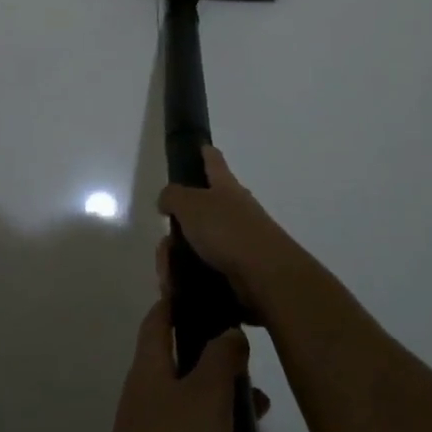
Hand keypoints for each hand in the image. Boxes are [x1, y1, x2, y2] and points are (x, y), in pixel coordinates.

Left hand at [87, 297, 246, 431]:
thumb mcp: (204, 396)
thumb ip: (220, 358)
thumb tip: (227, 330)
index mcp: (152, 372)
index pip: (159, 321)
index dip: (178, 301)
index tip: (210, 291)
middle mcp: (156, 405)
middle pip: (195, 378)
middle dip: (233, 383)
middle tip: (264, 392)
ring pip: (216, 431)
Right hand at [156, 146, 303, 321]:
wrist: (265, 276)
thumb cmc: (227, 230)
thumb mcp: (190, 204)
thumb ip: (173, 196)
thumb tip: (167, 199)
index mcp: (226, 187)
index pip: (214, 161)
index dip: (205, 152)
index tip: (200, 146)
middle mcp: (236, 209)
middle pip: (201, 209)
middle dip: (180, 226)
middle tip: (166, 244)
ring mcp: (240, 240)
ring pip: (200, 243)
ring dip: (181, 256)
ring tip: (169, 273)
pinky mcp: (239, 269)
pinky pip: (205, 268)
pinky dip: (190, 276)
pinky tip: (180, 285)